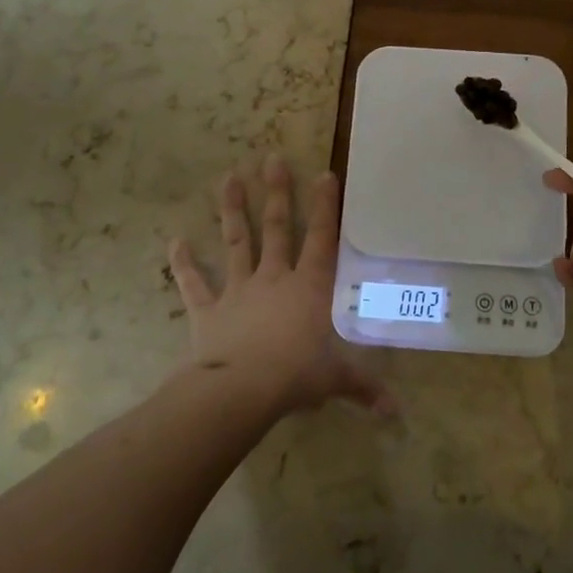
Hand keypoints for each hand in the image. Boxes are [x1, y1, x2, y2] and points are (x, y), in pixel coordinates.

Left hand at [169, 158, 390, 418]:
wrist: (239, 391)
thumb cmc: (295, 376)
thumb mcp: (336, 380)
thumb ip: (365, 388)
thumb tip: (398, 414)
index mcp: (309, 288)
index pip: (321, 239)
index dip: (325, 207)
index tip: (324, 173)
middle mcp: (274, 279)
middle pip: (276, 228)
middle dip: (276, 193)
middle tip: (271, 158)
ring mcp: (238, 290)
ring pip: (236, 243)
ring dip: (232, 211)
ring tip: (227, 178)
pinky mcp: (208, 310)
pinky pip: (194, 284)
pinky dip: (184, 264)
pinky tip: (174, 242)